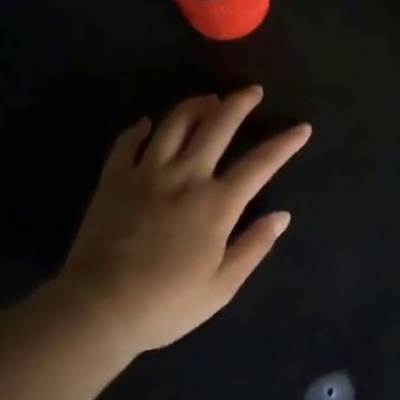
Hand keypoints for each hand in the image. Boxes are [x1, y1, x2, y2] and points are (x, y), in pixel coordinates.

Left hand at [57, 87, 310, 353]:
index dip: (285, 144)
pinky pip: (128, 143)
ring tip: (208, 99)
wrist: (98, 309)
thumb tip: (281, 217)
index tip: (301, 128)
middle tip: (252, 91)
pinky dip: (140, 129)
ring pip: (175, 124)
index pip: (260, 164)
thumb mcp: (221, 287)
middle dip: (239, 104)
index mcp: (217, 204)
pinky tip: (147, 125)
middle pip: (217, 127)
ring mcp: (147, 174)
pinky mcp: (115, 179)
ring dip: (195, 106)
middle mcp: (186, 177)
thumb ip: (253, 247)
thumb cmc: (166, 304)